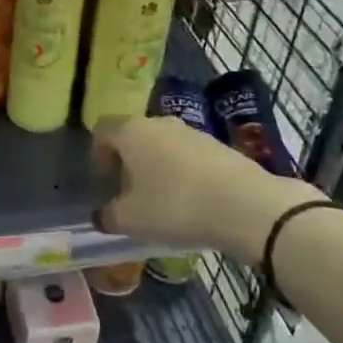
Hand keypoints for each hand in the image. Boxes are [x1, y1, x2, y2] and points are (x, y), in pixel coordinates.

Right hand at [92, 115, 322, 254]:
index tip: (102, 180)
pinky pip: (188, 156)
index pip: (103, 129)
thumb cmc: (176, 206)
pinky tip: (190, 201)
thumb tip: (102, 216)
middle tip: (129, 192)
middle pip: (134, 135)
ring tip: (161, 200)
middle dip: (128, 161)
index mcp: (131, 132)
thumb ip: (110, 216)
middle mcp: (159, 123)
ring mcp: (192, 132)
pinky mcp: (219, 146)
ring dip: (156, 167)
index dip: (97, 153)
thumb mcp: (132, 220)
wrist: (246, 205)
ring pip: (162, 144)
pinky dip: (182, 173)